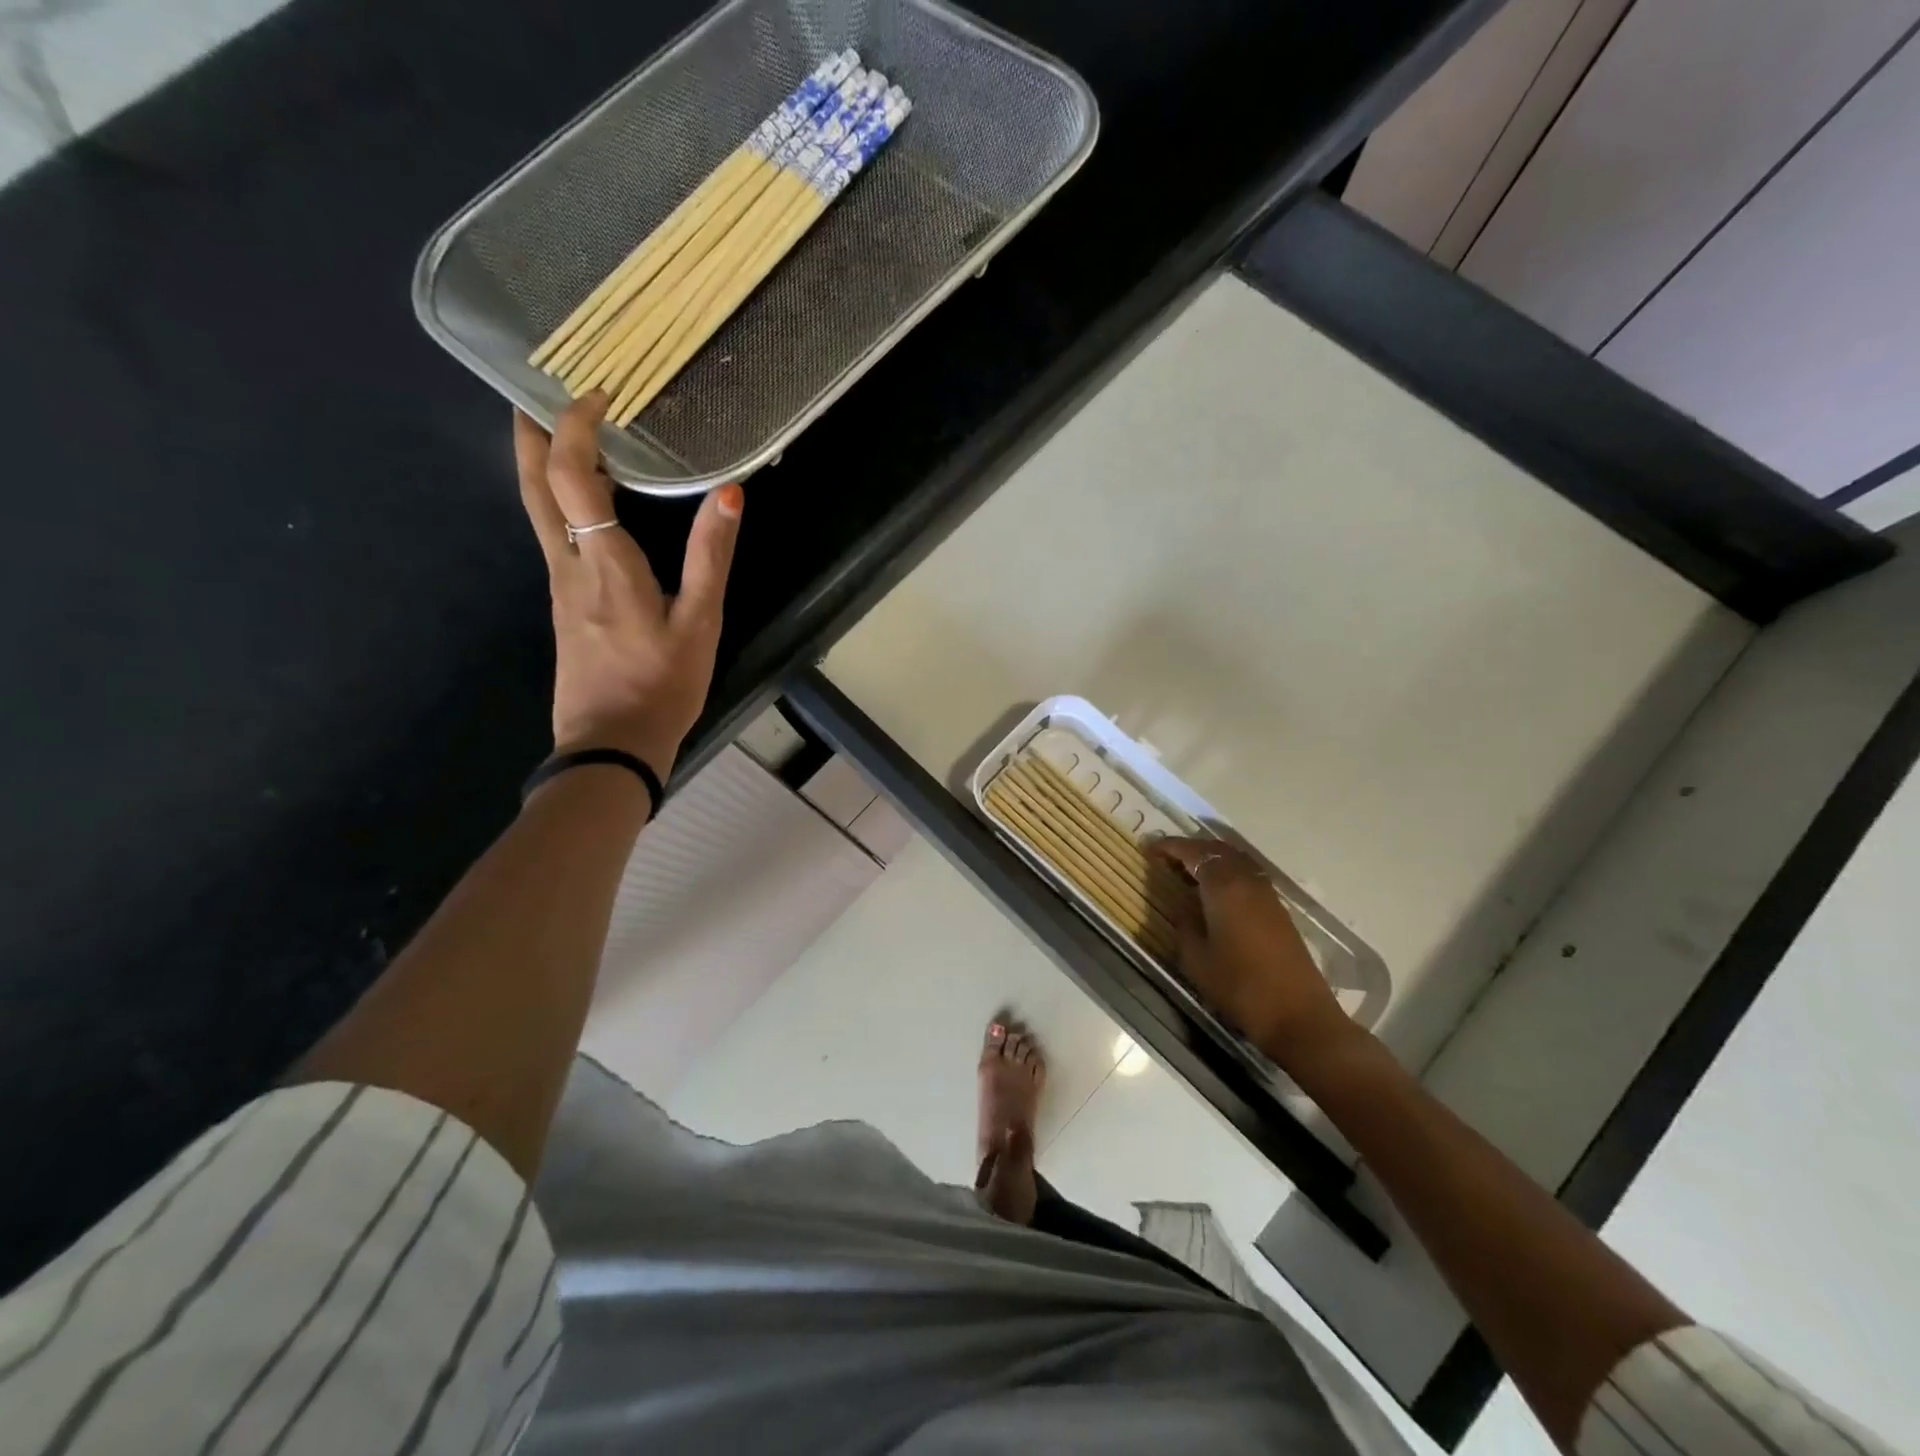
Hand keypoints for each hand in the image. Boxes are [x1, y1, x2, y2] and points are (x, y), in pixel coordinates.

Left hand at [514, 394, 742, 779]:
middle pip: (534, 484)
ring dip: (544, 465)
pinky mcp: (563, 606)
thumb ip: (710, 557)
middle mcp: (568, 564)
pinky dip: (562, 502)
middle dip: (532, 432)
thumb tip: (730, 493)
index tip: (597, 392)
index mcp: (603, 562)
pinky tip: (587, 506)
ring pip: (538, 510)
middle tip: (539, 390)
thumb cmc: (661, 684)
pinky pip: (555, 536)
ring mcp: (559, 586)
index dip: (576, 425)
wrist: (611, 744)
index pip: (573, 475)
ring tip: (567, 434)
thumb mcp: (700, 623)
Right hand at [1149, 839, 1357, 1067]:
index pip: (1192, 852)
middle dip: (1189, 849)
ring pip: (1234, 860)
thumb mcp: (1196, 959)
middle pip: (1216, 849)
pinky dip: (1226, 873)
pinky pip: (1246, 875)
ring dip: (1209, 859)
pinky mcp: (1277, 909)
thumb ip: (1184, 924)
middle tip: (1164, 859)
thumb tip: (1182, 906)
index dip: (1168, 847)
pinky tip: (1212, 893)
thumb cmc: (1239, 986)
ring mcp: (1266, 894)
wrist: (1298, 1015)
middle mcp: (1247, 880)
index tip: (1147, 850)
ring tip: (1186, 873)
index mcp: (1224, 886)